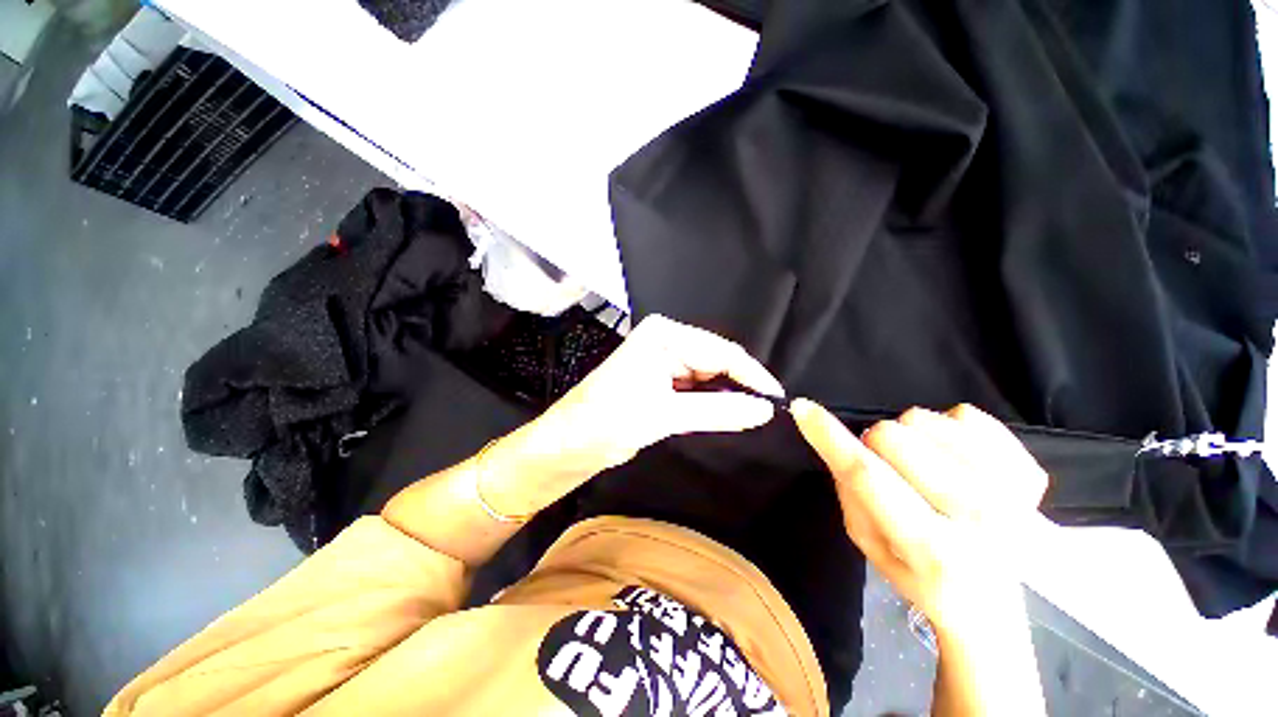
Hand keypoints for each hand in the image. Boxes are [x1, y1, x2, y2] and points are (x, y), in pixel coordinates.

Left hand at [491, 315, 783, 506]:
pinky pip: (695, 390)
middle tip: (769, 413)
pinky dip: (710, 404)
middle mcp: (665, 341)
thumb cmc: (606, 422)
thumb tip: (765, 410)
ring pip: (707, 377)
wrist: (566, 445)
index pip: (721, 351)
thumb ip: (718, 412)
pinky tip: (727, 415)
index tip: (778, 401)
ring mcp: (662, 361)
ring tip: (754, 416)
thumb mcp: (664, 415)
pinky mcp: (660, 382)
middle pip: (716, 362)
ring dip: (726, 396)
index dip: (753, 376)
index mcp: (664, 335)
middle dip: (740, 386)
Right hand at [790, 400, 1047, 631]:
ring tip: (926, 468)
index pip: (869, 476)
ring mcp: (1014, 491)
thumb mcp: (866, 543)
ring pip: (926, 420)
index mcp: (931, 548)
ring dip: (913, 438)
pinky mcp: (1030, 471)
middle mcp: (981, 519)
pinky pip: (966, 415)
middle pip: (895, 437)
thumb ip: (849, 489)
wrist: (990, 603)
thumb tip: (832, 435)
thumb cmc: (917, 574)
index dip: (831, 438)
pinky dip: (948, 431)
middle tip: (890, 469)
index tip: (803, 408)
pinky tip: (956, 461)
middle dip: (877, 444)